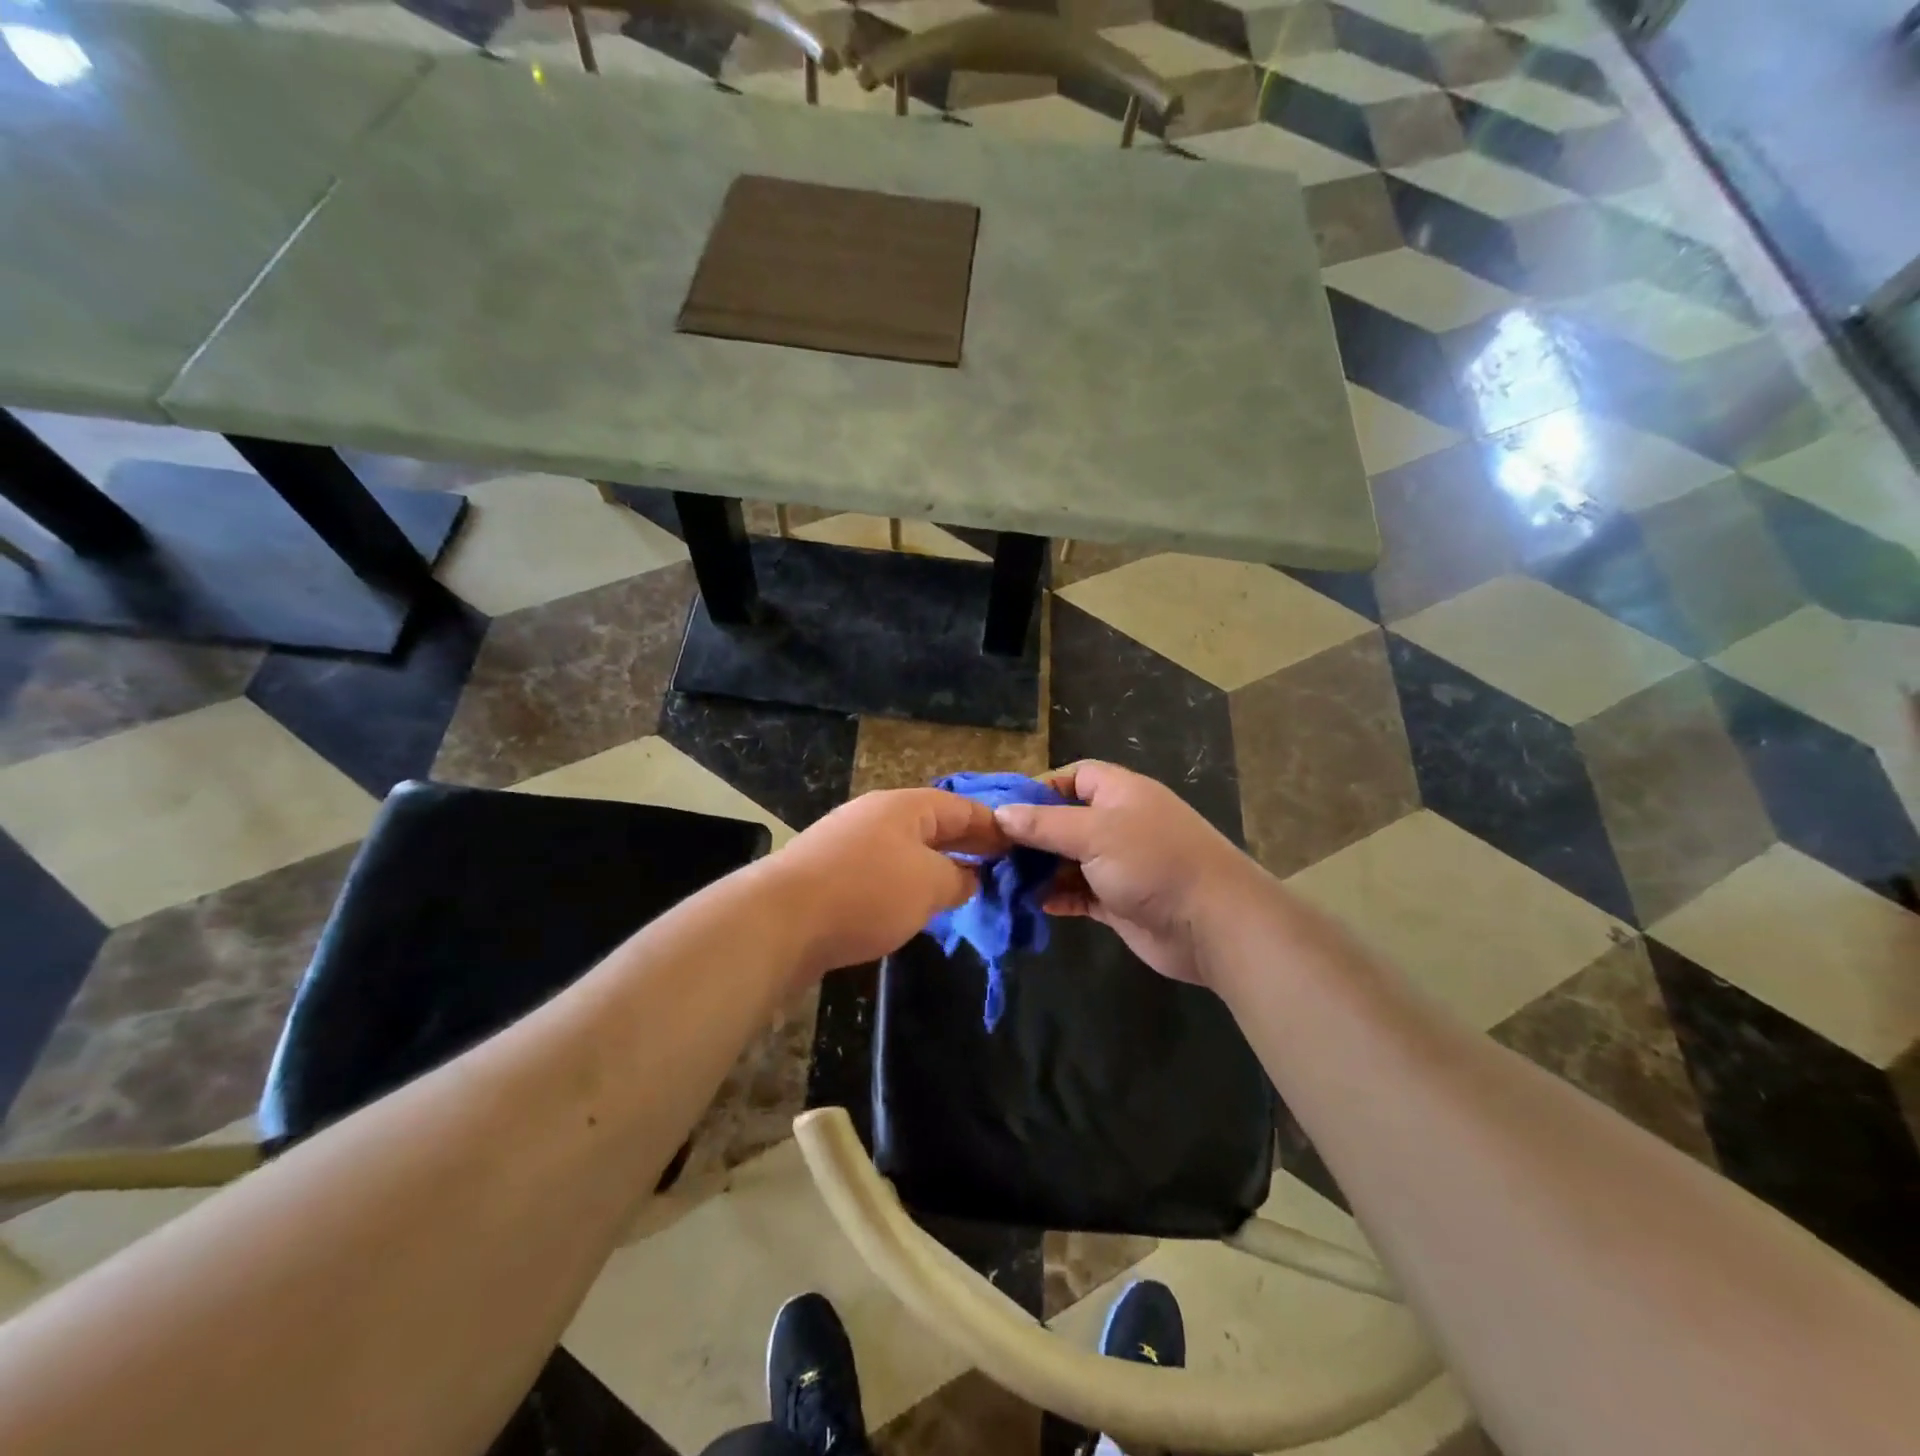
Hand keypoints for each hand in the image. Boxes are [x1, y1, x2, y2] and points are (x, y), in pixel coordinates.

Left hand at [763, 788, 1007, 980]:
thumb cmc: (867, 892)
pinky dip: (908, 884)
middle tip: (1001, 868)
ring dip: (938, 867)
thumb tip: (969, 878)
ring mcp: (849, 843)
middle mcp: (876, 816)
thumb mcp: (929, 884)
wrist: (781, 921)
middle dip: (967, 846)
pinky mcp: (831, 874)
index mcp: (904, 807)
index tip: (1020, 845)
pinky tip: (918, 906)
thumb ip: (958, 878)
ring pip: (907, 850)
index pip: (961, 808)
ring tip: (967, 889)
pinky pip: (883, 872)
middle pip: (933, 825)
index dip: (993, 826)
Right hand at [992, 760, 1269, 986]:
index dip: (1039, 788)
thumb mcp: (1094, 833)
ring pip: (1068, 860)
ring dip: (1039, 869)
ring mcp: (1119, 864)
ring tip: (1001, 879)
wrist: (1213, 924)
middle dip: (1031, 834)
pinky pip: (1078, 893)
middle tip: (990, 849)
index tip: (1003, 809)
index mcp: (1119, 793)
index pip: (1073, 776)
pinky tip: (1031, 904)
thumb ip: (1045, 824)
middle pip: (1065, 820)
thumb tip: (1001, 813)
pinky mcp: (1119, 901)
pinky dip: (1056, 897)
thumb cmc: (1153, 862)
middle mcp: (1118, 824)